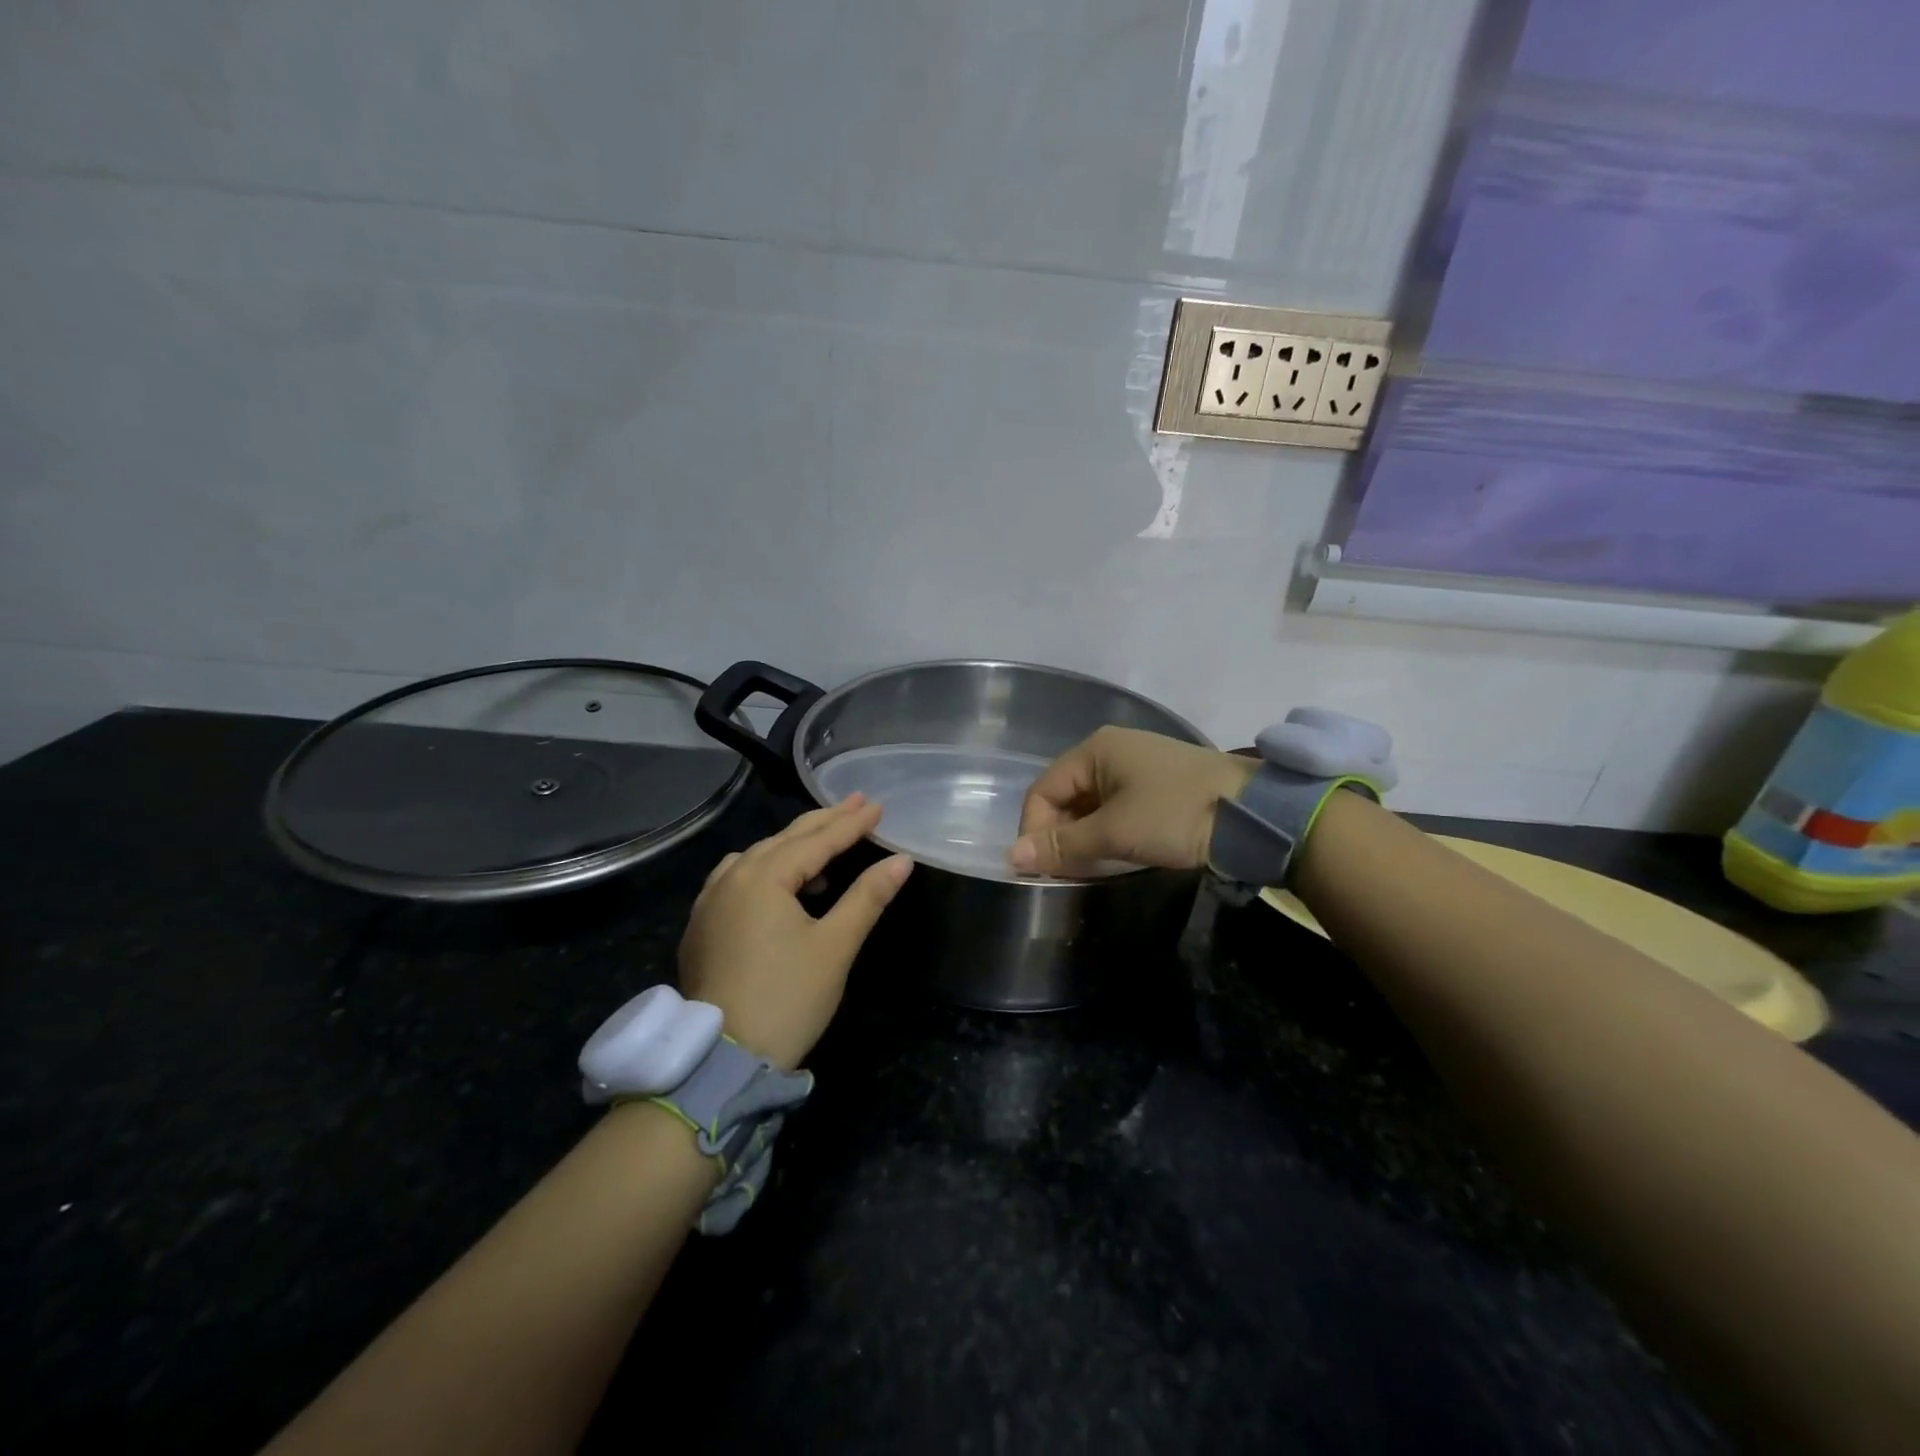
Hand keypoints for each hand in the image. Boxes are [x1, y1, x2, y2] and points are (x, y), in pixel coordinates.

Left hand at [679, 795, 912, 1069]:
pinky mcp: (702, 925)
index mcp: (764, 876)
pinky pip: (737, 877)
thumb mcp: (835, 946)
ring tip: (823, 846)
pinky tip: (779, 883)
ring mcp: (710, 901)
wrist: (721, 1058)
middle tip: (856, 803)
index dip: (852, 824)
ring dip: (793, 845)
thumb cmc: (787, 998)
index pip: (818, 841)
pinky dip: (766, 868)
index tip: (878, 805)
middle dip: (824, 822)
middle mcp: (731, 877)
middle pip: (785, 839)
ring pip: (758, 856)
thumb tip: (901, 860)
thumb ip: (868, 896)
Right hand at [1011, 727, 1255, 876]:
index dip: (1035, 830)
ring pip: (1092, 807)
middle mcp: (1112, 752)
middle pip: (1066, 797)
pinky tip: (1115, 858)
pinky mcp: (1159, 787)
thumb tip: (1012, 857)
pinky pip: (1117, 810)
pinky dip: (1109, 834)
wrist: (1256, 813)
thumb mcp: (1115, 832)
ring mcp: (1138, 768)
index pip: (1043, 790)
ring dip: (1085, 839)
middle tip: (1065, 874)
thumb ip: (1063, 846)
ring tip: (1089, 871)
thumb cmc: (1176, 813)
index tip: (1041, 869)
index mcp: (1095, 750)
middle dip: (1061, 836)